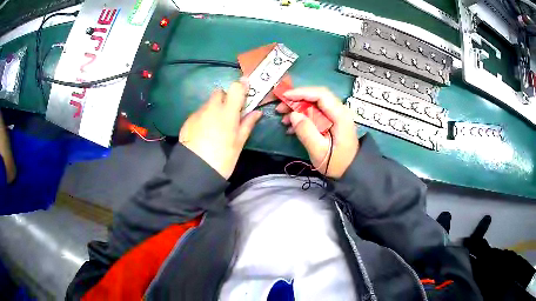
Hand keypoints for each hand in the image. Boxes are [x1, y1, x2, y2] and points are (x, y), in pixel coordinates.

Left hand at [179, 80, 262, 179]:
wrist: (195, 170)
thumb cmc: (223, 158)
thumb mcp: (239, 143)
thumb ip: (247, 124)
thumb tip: (257, 112)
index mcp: (227, 112)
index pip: (235, 88)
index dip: (241, 86)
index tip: (246, 89)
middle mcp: (211, 108)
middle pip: (219, 92)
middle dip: (226, 98)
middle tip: (230, 113)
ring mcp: (198, 113)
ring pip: (208, 103)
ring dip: (214, 108)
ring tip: (215, 127)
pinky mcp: (188, 120)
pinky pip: (199, 113)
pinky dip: (204, 117)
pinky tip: (204, 133)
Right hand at [277, 87, 358, 177]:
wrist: (350, 171)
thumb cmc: (337, 163)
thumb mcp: (319, 150)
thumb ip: (306, 132)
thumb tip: (294, 115)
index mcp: (340, 115)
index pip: (321, 95)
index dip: (302, 92)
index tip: (285, 96)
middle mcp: (339, 111)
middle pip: (316, 97)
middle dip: (297, 100)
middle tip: (280, 108)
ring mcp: (336, 116)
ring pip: (314, 105)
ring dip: (298, 109)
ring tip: (284, 120)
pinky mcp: (331, 122)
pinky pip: (315, 114)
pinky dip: (302, 117)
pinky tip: (292, 127)